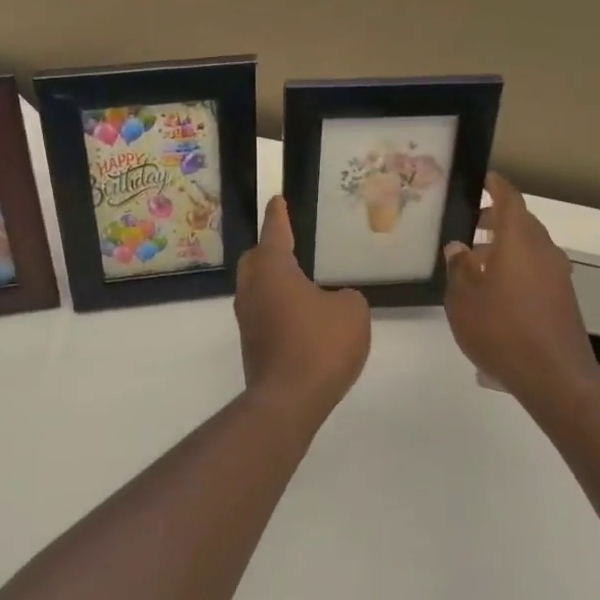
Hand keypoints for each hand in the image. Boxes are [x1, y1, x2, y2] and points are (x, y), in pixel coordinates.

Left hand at [235, 195, 370, 414]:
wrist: (289, 399)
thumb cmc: (320, 344)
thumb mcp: (352, 311)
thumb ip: (346, 297)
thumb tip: (333, 301)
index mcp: (272, 269)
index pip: (275, 231)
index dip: (279, 215)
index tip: (278, 199)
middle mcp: (252, 288)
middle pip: (256, 259)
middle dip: (270, 248)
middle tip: (291, 243)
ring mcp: (247, 318)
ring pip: (257, 287)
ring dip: (275, 280)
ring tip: (301, 281)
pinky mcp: (252, 343)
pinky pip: (264, 311)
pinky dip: (279, 306)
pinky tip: (301, 316)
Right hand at [443, 172, 599, 402]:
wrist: (554, 376)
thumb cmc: (501, 329)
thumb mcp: (463, 298)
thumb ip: (459, 268)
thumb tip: (459, 248)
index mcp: (519, 241)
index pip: (509, 200)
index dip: (496, 186)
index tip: (484, 178)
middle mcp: (543, 251)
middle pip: (521, 223)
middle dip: (496, 219)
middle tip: (469, 224)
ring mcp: (557, 275)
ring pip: (529, 248)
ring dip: (504, 247)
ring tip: (475, 263)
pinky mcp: (561, 298)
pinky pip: (535, 269)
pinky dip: (515, 268)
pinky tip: (494, 292)